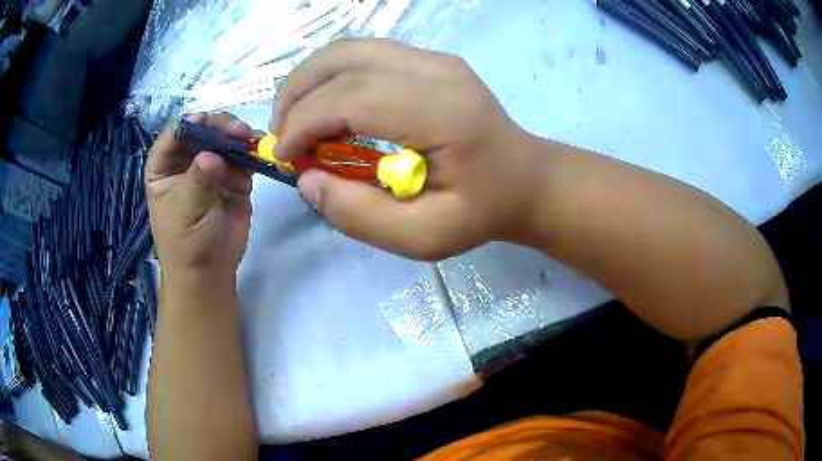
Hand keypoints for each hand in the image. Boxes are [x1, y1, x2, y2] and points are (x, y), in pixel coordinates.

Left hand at [145, 112, 252, 285]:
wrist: (210, 273)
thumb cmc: (187, 244)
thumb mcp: (186, 211)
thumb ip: (198, 181)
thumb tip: (212, 156)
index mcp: (164, 167)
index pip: (173, 135)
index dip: (188, 125)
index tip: (206, 122)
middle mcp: (186, 161)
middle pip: (202, 131)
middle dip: (219, 126)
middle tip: (238, 131)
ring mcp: (211, 168)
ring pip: (224, 139)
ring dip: (238, 136)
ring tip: (251, 139)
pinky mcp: (233, 177)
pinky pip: (242, 157)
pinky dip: (251, 152)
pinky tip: (258, 150)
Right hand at [272, 39, 540, 260]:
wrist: (526, 179)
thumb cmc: (482, 211)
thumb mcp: (424, 237)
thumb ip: (360, 215)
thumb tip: (309, 181)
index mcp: (444, 112)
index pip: (352, 96)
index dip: (304, 123)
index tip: (286, 158)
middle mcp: (438, 70)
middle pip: (343, 59)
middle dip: (297, 96)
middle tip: (283, 138)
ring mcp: (435, 58)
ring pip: (349, 49)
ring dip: (309, 81)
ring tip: (295, 122)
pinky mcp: (430, 59)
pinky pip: (364, 55)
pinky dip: (331, 77)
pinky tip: (327, 108)